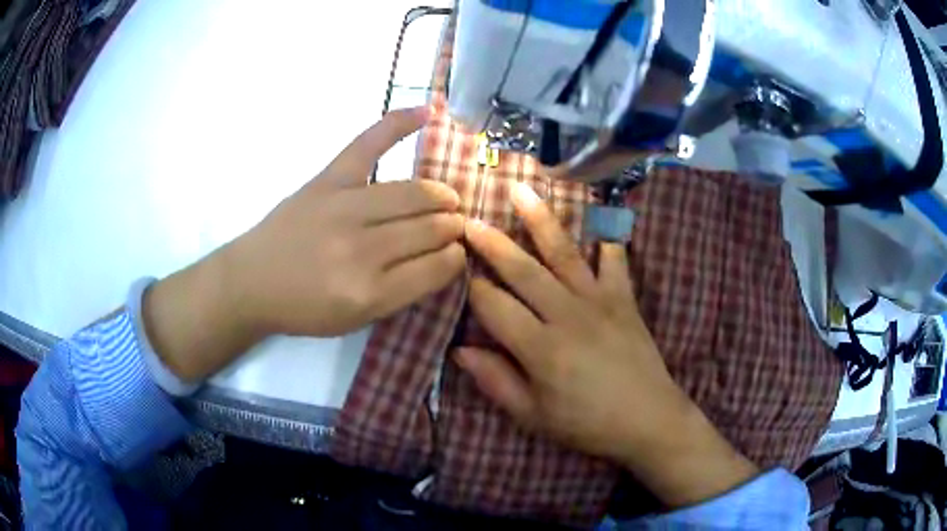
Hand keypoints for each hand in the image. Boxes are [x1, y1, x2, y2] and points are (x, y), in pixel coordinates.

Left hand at [143, 107, 466, 380]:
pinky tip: (428, 111)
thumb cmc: (303, 308)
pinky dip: (398, 124)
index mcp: (372, 293)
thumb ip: (402, 293)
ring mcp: (344, 207)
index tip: (456, 255)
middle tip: (454, 228)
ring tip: (445, 200)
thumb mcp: (357, 321)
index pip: (439, 267)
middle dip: (453, 227)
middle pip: (432, 227)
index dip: (456, 258)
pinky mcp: (328, 180)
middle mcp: (362, 249)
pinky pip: (369, 144)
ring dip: (441, 196)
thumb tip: (444, 258)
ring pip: (415, 193)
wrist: (251, 282)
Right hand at [457, 183, 757, 507]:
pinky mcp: (625, 299)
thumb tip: (460, 351)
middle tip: (469, 219)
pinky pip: (615, 261)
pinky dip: (607, 238)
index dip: (470, 287)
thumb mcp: (534, 416)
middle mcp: (567, 314)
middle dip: (492, 243)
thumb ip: (496, 382)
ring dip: (540, 220)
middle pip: (523, 270)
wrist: (649, 420)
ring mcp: (599, 301)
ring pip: (564, 253)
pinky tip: (600, 214)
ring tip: (521, 191)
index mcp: (540, 348)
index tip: (454, 268)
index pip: (494, 306)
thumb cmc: (587, 424)